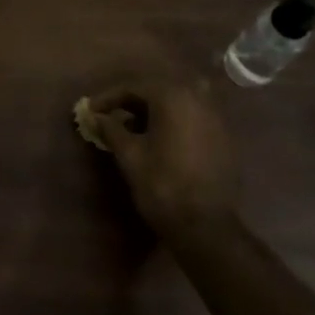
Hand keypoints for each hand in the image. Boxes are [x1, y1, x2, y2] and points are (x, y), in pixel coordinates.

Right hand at [89, 78, 237, 238]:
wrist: (206, 226)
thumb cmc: (162, 185)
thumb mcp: (129, 155)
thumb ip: (111, 129)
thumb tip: (96, 116)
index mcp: (172, 96)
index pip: (133, 87)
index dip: (108, 98)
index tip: (90, 110)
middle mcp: (197, 97)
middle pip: (156, 90)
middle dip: (131, 102)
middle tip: (109, 116)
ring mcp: (215, 115)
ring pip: (176, 102)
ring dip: (153, 111)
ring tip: (132, 129)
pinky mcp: (224, 136)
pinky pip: (192, 117)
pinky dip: (173, 121)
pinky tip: (160, 139)